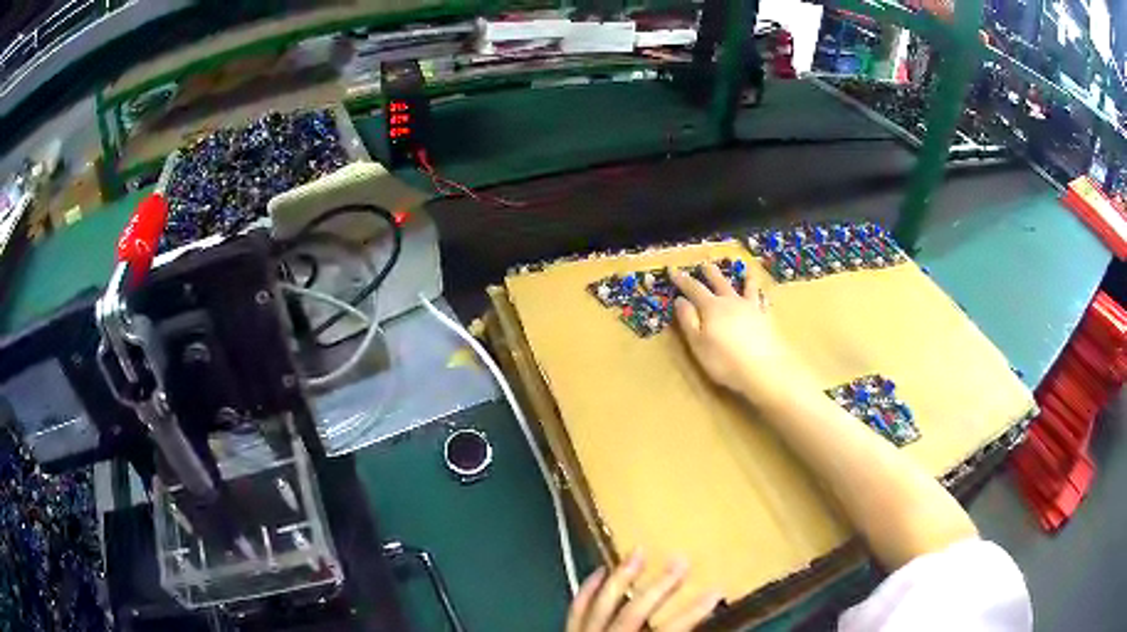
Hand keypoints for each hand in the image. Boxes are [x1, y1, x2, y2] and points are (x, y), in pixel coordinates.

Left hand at [566, 550, 720, 631]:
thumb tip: (706, 630)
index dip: (694, 612)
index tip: (717, 589)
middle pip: (635, 613)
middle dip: (660, 587)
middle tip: (681, 560)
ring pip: (602, 605)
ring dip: (621, 578)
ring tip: (638, 552)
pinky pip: (575, 610)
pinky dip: (587, 590)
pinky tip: (599, 571)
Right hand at [671, 263, 809, 401]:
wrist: (764, 369)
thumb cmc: (725, 360)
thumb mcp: (698, 343)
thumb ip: (688, 321)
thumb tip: (680, 300)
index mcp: (711, 308)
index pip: (693, 288)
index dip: (682, 279)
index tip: (673, 269)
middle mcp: (731, 302)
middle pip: (719, 283)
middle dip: (710, 273)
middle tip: (705, 264)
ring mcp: (751, 308)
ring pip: (746, 287)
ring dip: (743, 278)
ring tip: (745, 269)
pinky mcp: (766, 318)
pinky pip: (762, 302)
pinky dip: (761, 295)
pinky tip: (763, 295)